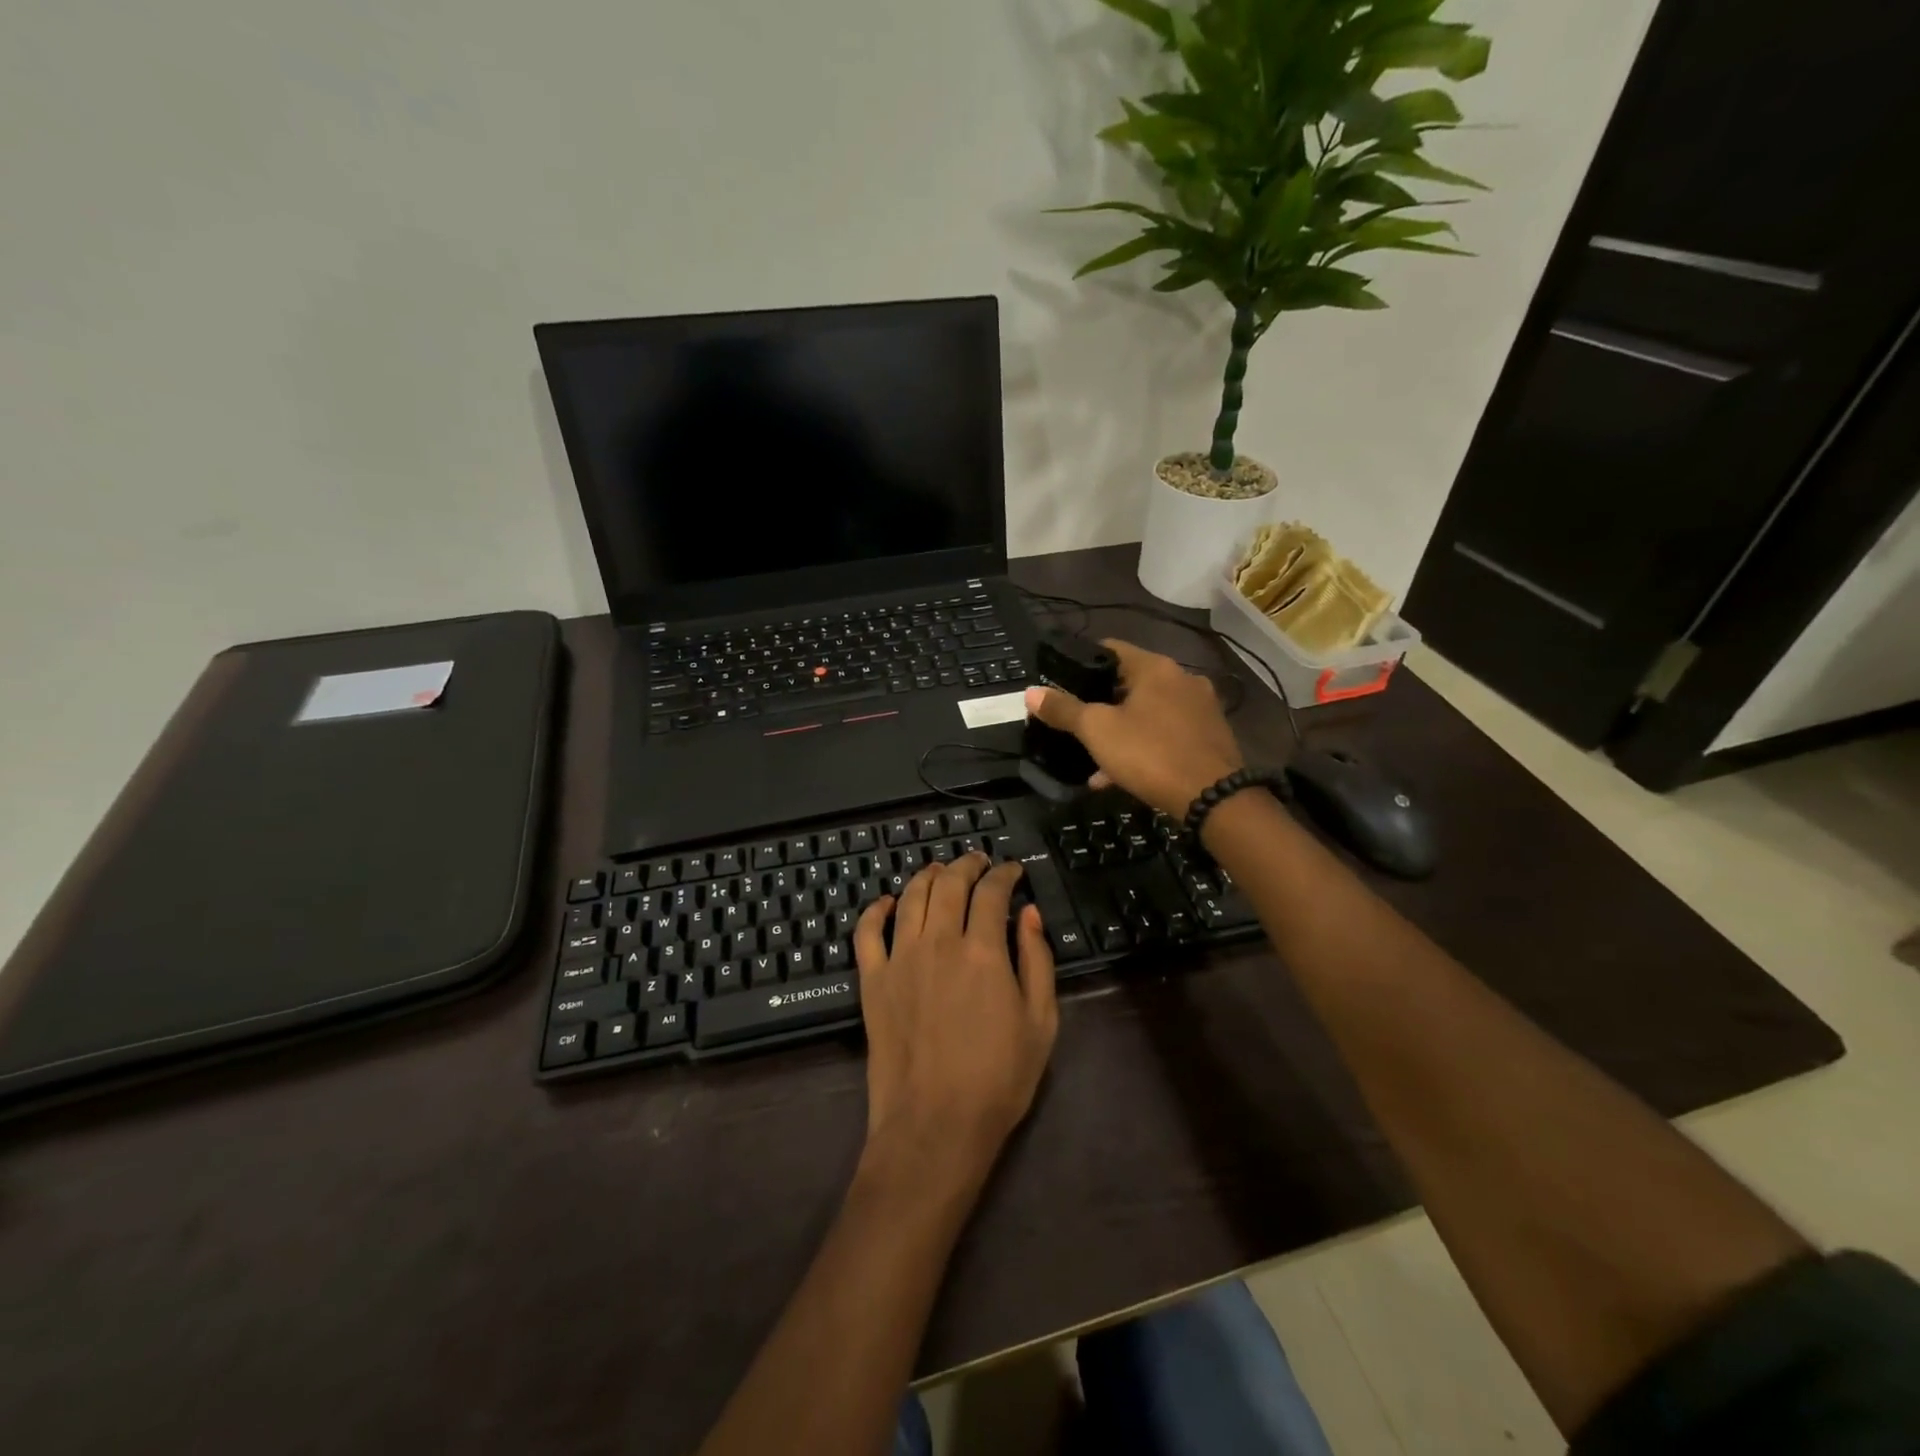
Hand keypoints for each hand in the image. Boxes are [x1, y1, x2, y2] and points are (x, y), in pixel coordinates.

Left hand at [854, 855, 1058, 1182]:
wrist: (935, 1125)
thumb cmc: (998, 1079)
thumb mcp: (1041, 1022)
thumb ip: (1037, 960)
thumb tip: (1029, 914)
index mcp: (983, 951)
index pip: (992, 892)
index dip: (1005, 874)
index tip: (1012, 870)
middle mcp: (938, 942)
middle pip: (949, 884)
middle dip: (967, 864)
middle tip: (978, 861)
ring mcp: (900, 958)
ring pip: (910, 897)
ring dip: (927, 876)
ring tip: (939, 870)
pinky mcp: (872, 980)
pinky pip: (867, 931)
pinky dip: (877, 909)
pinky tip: (888, 901)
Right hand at [1024, 639, 1243, 815]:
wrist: (1213, 798)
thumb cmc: (1150, 754)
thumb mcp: (1098, 731)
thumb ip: (1064, 710)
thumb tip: (1030, 692)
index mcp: (1155, 668)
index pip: (1112, 649)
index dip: (1083, 662)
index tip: (1063, 681)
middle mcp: (1183, 679)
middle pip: (1131, 683)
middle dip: (1102, 704)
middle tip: (1078, 724)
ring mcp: (1201, 708)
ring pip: (1149, 712)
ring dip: (1122, 731)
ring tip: (1097, 759)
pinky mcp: (1211, 737)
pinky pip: (1168, 734)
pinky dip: (1145, 746)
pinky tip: (1123, 775)